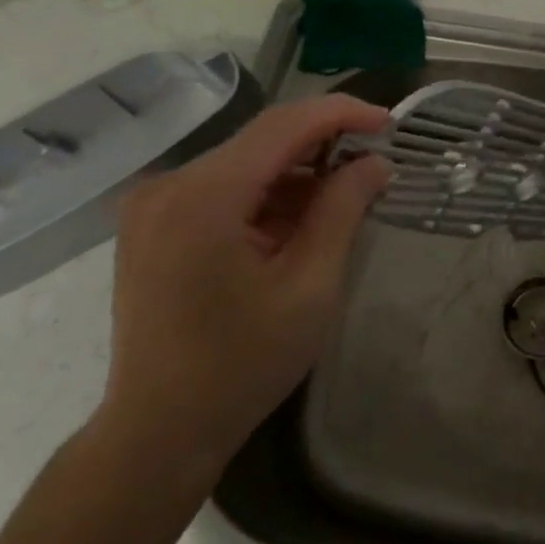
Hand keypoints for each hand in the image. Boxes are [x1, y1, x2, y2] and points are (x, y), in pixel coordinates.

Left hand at [98, 95, 392, 489]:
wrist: (160, 429)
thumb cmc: (243, 364)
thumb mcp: (311, 286)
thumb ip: (343, 211)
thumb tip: (375, 163)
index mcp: (204, 197)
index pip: (284, 126)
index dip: (342, 114)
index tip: (390, 124)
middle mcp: (169, 185)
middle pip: (262, 141)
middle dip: (324, 146)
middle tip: (376, 167)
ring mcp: (154, 204)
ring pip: (245, 163)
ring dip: (298, 175)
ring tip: (346, 201)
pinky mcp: (154, 224)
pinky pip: (224, 188)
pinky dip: (268, 196)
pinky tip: (300, 223)